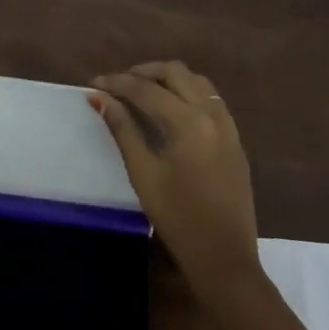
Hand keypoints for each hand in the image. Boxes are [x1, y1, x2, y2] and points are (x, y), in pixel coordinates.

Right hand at [91, 62, 259, 293]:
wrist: (224, 257)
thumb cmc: (178, 218)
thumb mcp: (143, 174)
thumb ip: (123, 130)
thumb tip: (101, 98)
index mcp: (189, 122)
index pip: (146, 89)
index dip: (117, 83)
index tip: (93, 84)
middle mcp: (212, 114)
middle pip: (176, 72)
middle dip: (144, 72)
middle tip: (118, 84)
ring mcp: (228, 125)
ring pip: (197, 81)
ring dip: (168, 79)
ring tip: (142, 92)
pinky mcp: (235, 139)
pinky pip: (210, 99)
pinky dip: (187, 92)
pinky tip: (170, 109)